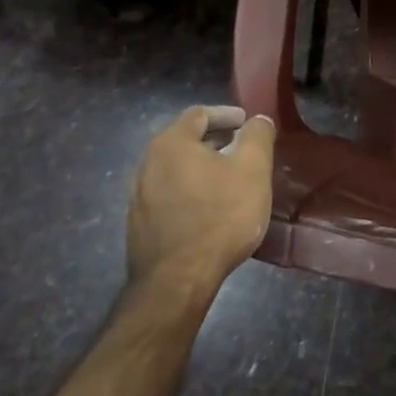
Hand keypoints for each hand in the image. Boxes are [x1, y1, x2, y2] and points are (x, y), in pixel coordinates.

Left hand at [128, 105, 275, 289]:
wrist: (177, 281)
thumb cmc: (220, 216)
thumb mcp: (253, 169)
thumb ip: (257, 136)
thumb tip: (257, 120)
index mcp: (171, 144)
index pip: (198, 114)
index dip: (226, 114)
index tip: (246, 123)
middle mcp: (147, 163)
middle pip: (184, 140)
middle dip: (214, 140)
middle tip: (241, 149)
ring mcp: (138, 196)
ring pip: (175, 169)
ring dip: (201, 167)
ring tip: (228, 179)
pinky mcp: (139, 224)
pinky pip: (168, 194)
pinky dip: (190, 190)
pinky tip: (209, 207)